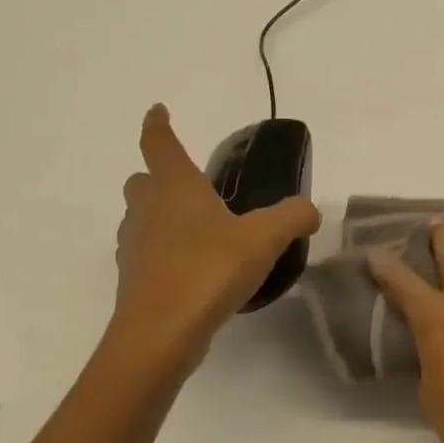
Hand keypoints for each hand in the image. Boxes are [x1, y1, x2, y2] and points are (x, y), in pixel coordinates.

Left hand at [112, 105, 319, 365]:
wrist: (161, 332)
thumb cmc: (208, 270)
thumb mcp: (264, 239)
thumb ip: (292, 217)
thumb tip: (309, 209)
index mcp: (176, 189)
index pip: (160, 144)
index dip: (158, 125)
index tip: (158, 111)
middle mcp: (148, 211)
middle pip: (142, 182)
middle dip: (158, 178)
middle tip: (189, 188)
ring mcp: (134, 247)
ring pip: (140, 220)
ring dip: (160, 218)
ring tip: (197, 233)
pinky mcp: (134, 281)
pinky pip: (147, 255)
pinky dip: (163, 254)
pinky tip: (192, 271)